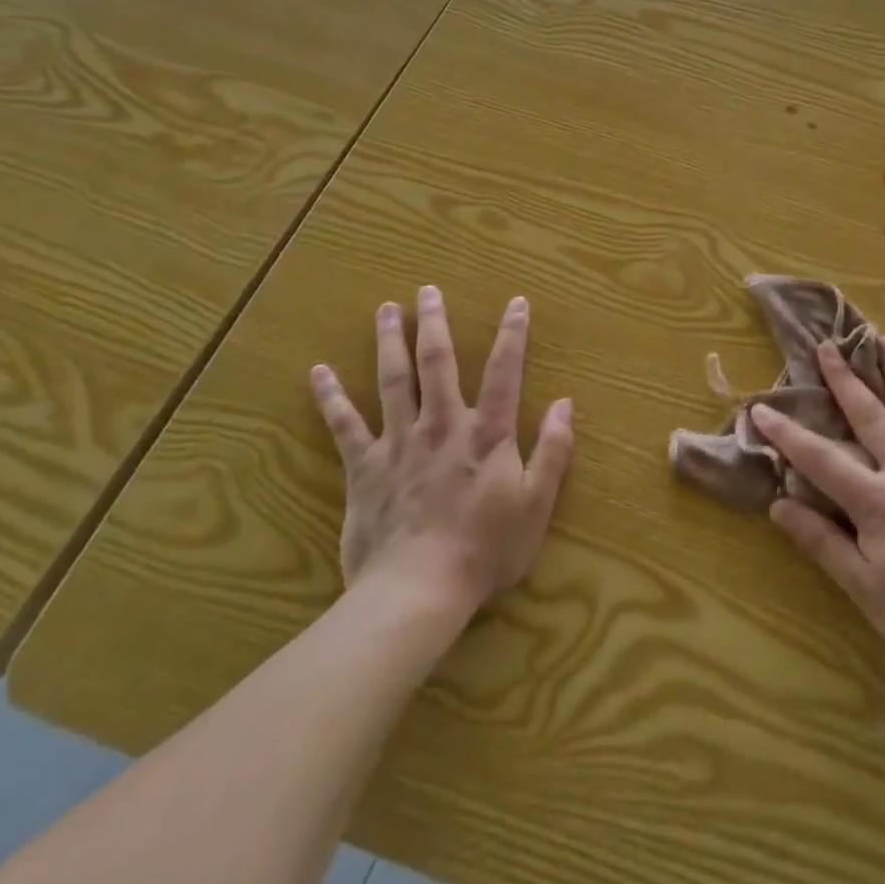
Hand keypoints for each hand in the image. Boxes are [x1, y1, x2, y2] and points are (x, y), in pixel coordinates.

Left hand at [309, 286, 573, 620]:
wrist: (418, 593)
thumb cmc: (486, 550)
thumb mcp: (536, 504)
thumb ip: (553, 451)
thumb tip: (566, 404)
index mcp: (486, 434)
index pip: (503, 372)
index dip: (512, 334)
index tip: (516, 302)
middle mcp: (442, 426)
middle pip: (437, 363)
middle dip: (433, 323)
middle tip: (427, 290)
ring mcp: (399, 444)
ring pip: (393, 381)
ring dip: (389, 342)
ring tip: (385, 309)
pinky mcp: (365, 469)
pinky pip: (344, 427)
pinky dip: (331, 398)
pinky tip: (318, 372)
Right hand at [754, 338, 884, 693]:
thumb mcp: (866, 591)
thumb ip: (822, 543)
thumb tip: (779, 504)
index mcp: (878, 502)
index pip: (821, 458)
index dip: (788, 433)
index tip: (762, 407)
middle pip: (871, 416)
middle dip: (845, 379)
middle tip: (827, 345)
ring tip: (881, 340)